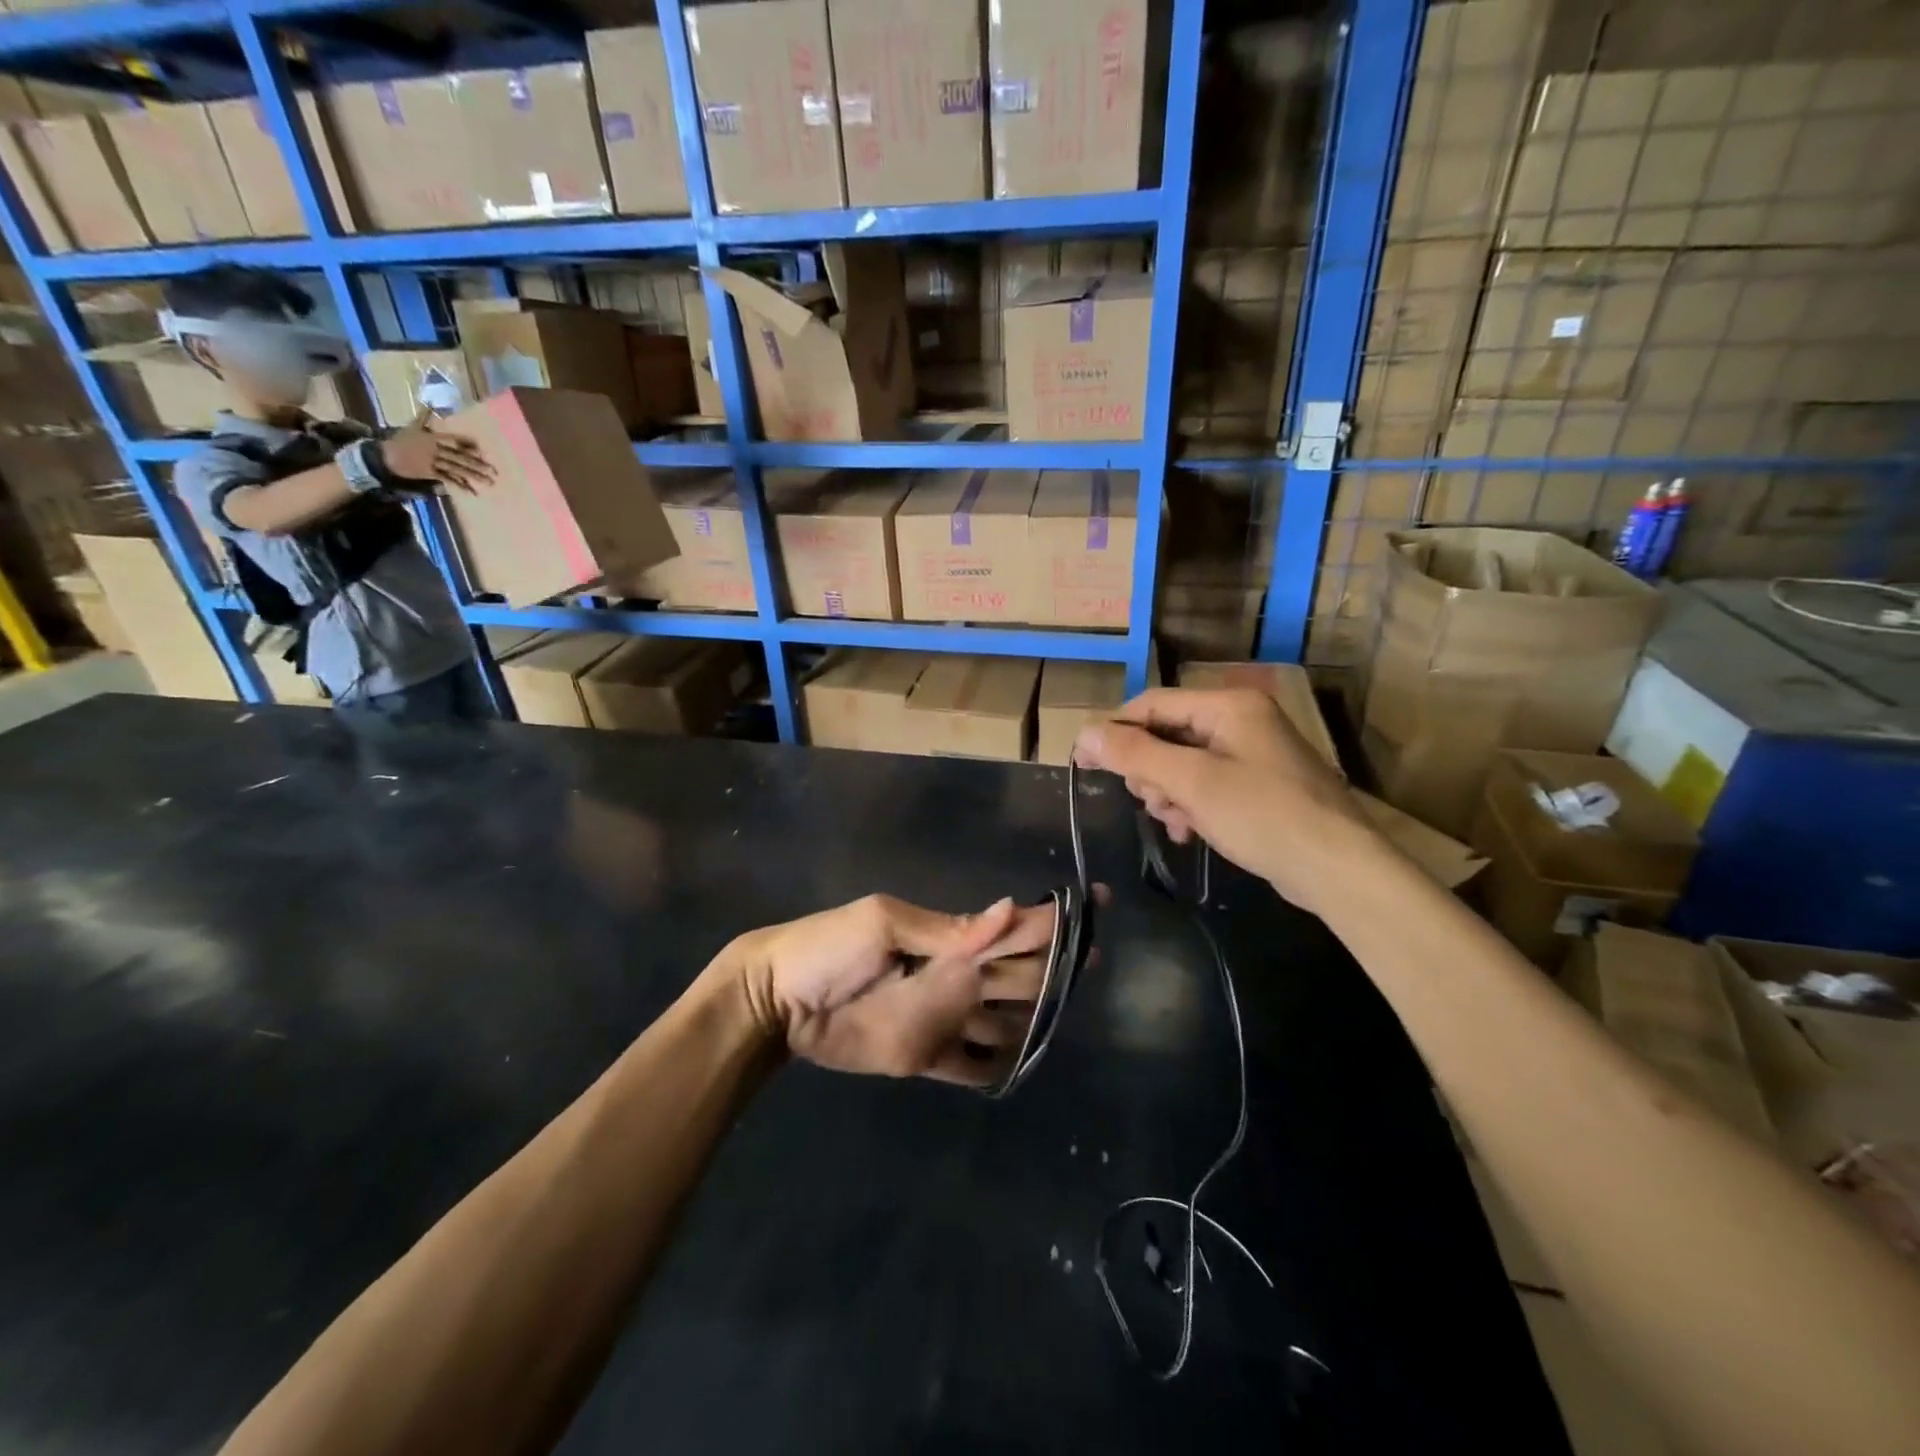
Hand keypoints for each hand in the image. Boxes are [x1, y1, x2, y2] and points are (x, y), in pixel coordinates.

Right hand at [379, 417, 492, 493]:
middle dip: (478, 464)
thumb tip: (429, 402)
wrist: (384, 456)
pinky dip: (460, 485)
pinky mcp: (430, 473)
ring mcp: (433, 462)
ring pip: (457, 469)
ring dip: (474, 476)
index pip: (453, 440)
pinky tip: (472, 491)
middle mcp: (435, 449)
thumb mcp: (412, 427)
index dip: (467, 444)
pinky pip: (447, 479)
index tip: (482, 449)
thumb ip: (423, 417)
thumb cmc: (400, 440)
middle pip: (459, 456)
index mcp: (432, 437)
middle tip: (495, 471)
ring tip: (489, 482)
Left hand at [723, 893, 1080, 1086]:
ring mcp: (945, 1019)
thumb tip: (1009, 908)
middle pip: (1021, 975)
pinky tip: (1020, 1065)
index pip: (1014, 926)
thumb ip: (947, 929)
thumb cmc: (829, 946)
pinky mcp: (927, 1056)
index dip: (1053, 919)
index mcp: (951, 939)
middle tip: (1091, 965)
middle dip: (1055, 968)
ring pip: (1006, 1021)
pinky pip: (973, 1066)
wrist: (779, 999)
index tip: (1096, 906)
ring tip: (1064, 1016)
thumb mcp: (884, 924)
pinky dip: (997, 1066)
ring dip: (1033, 1018)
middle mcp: (958, 977)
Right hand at [1074, 687, 1380, 916]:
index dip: (1115, 729)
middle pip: (1167, 733)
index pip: (1153, 703)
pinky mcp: (1258, 786)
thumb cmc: (1262, 815)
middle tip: (1147, 801)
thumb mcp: (1191, 782)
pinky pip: (1206, 785)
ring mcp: (1252, 754)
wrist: (1338, 869)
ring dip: (1168, 792)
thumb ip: (1135, 753)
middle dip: (1148, 769)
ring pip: (1183, 764)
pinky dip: (1190, 805)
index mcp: (1228, 706)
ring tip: (1175, 821)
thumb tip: (1084, 732)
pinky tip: (1190, 831)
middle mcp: (1240, 721)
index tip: (1083, 762)